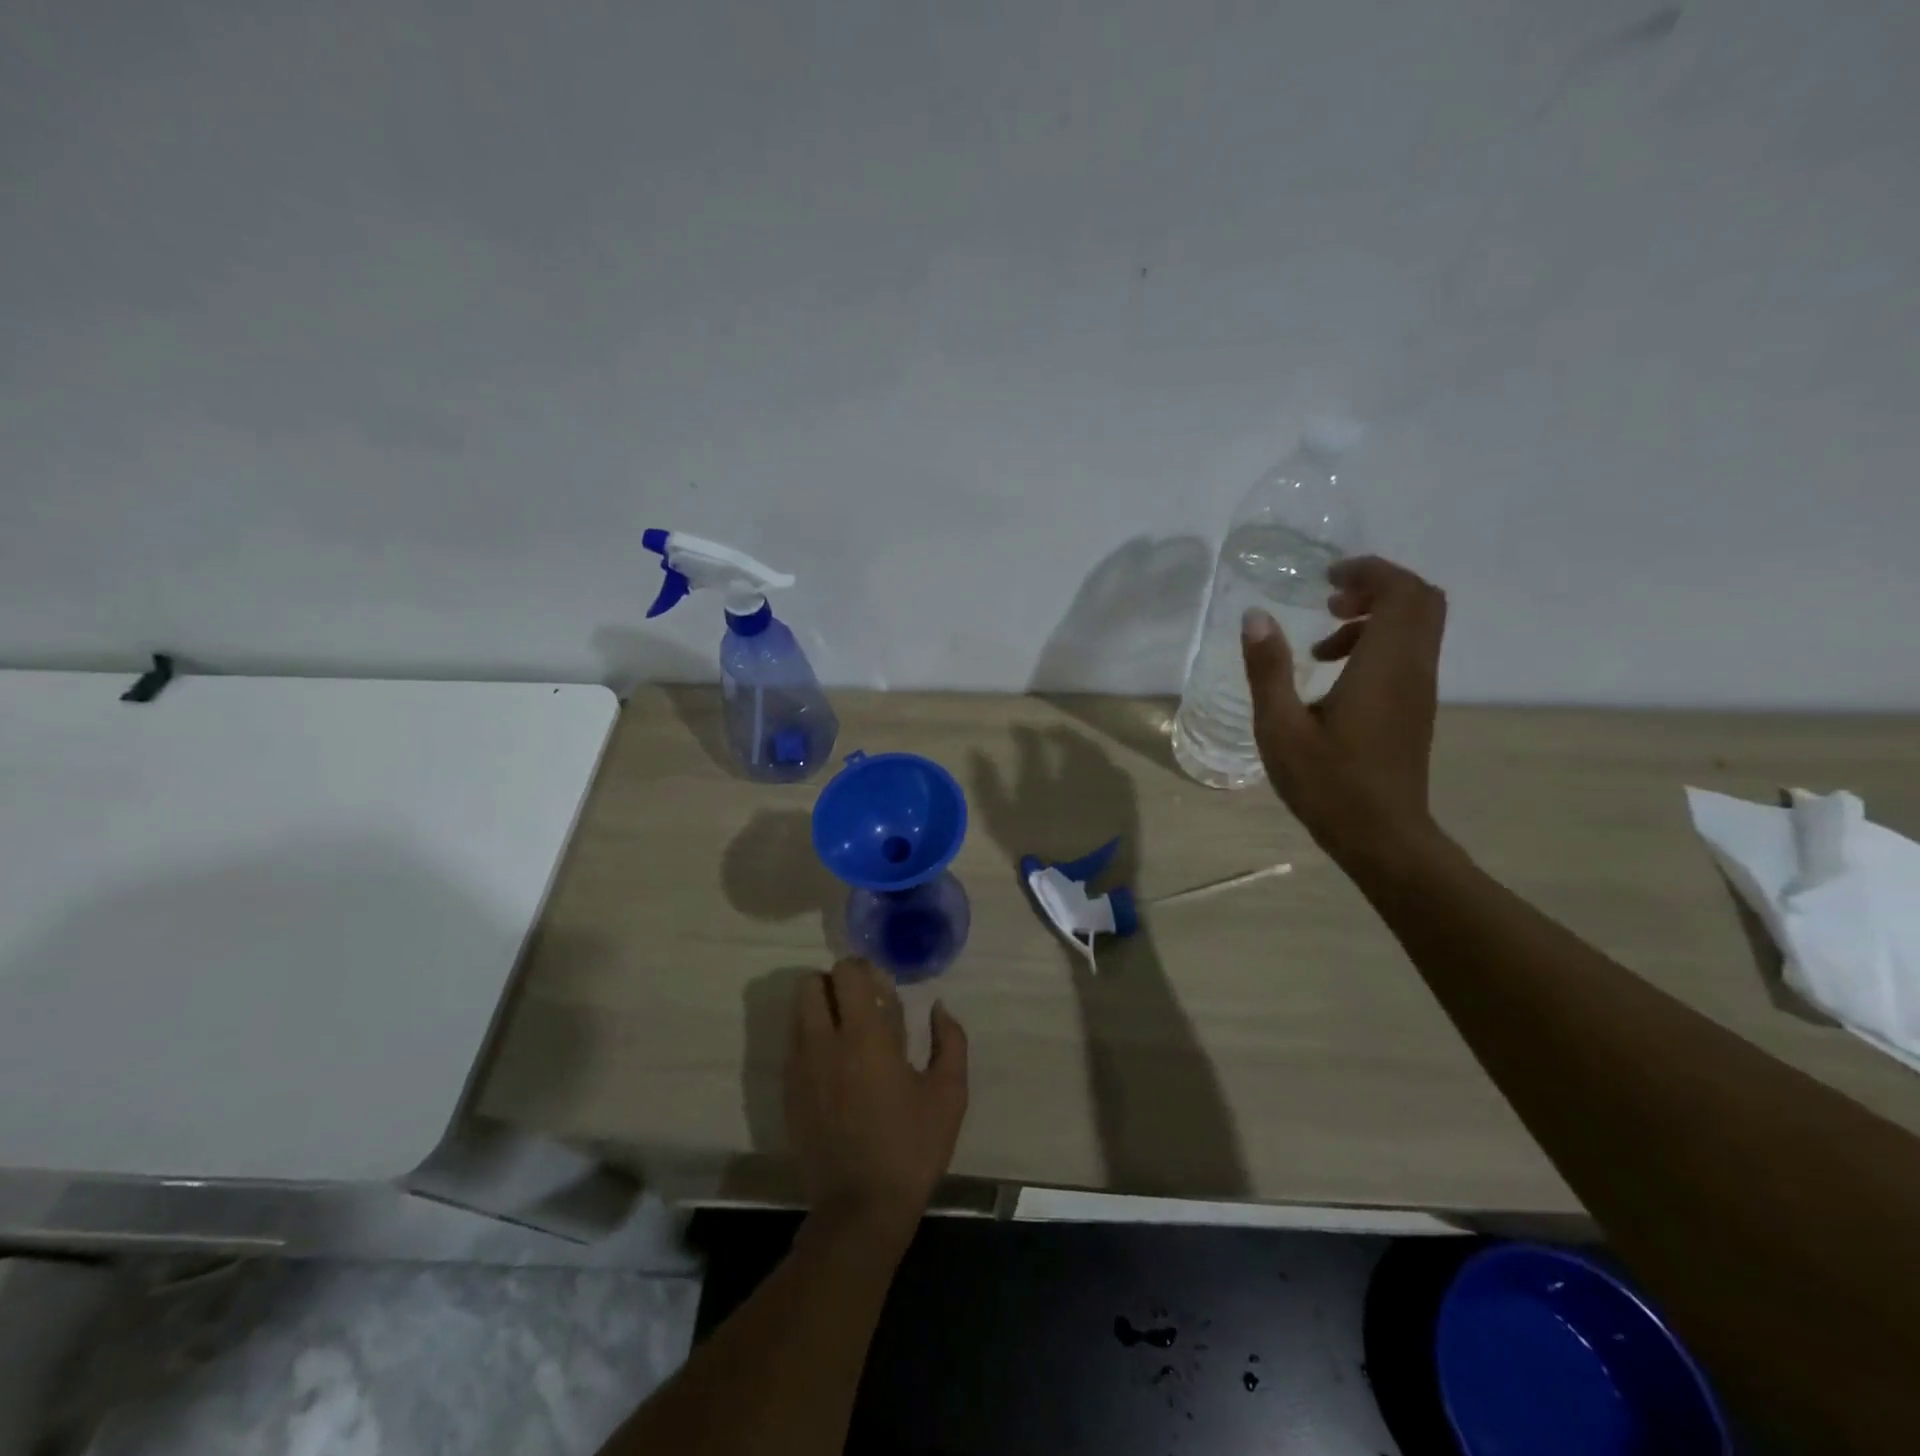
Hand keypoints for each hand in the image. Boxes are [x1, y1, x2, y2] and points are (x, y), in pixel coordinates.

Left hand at [786, 960, 968, 1249]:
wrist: (860, 1210)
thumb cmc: (912, 1148)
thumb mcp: (949, 1094)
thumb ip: (950, 1040)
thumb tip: (938, 1007)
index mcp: (865, 1037)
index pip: (846, 973)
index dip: (863, 969)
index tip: (881, 989)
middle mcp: (824, 1043)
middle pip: (811, 983)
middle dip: (835, 984)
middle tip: (862, 1006)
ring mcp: (800, 1068)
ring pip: (798, 1012)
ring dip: (821, 1009)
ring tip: (848, 1035)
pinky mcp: (788, 1093)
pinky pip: (794, 1045)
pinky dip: (812, 1040)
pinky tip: (836, 1068)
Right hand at [1240, 555, 1448, 865]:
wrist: (1382, 837)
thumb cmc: (1327, 783)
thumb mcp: (1280, 727)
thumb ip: (1268, 669)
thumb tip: (1256, 616)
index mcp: (1384, 665)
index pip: (1401, 590)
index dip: (1368, 570)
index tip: (1325, 578)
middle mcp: (1413, 668)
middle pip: (1420, 600)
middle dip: (1376, 586)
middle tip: (1329, 601)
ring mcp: (1420, 689)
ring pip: (1417, 627)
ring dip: (1374, 618)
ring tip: (1321, 646)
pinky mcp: (1416, 708)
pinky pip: (1409, 653)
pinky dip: (1377, 644)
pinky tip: (1333, 677)